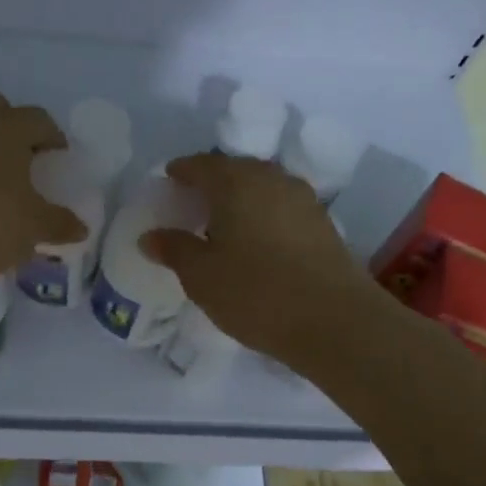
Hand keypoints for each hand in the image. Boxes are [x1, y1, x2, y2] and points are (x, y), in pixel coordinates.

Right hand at [142, 152, 378, 365]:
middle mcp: (271, 179)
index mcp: (236, 183)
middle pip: (235, 170)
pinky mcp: (322, 223)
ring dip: (240, 197)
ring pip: (262, 186)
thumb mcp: (201, 276)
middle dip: (212, 181)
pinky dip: (263, 213)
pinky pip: (281, 206)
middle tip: (194, 202)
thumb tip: (150, 236)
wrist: (335, 321)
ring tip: (224, 222)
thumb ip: (174, 249)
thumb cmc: (256, 293)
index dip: (182, 171)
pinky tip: (256, 239)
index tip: (169, 180)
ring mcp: (302, 199)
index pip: (201, 164)